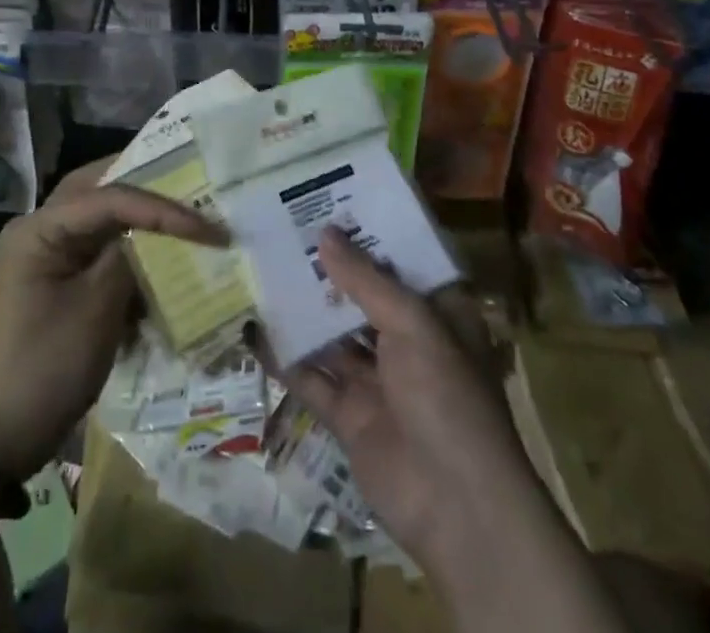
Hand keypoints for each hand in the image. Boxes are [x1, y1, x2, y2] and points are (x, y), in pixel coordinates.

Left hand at [0, 158, 226, 481]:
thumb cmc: (45, 369)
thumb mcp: (96, 311)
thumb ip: (129, 258)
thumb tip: (161, 233)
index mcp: (39, 229)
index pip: (110, 197)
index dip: (162, 208)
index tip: (207, 227)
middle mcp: (40, 229)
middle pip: (100, 190)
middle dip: (147, 189)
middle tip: (192, 187)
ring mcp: (47, 254)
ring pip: (101, 216)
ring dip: (139, 216)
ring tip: (183, 214)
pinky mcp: (58, 279)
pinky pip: (98, 246)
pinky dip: (129, 247)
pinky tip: (159, 254)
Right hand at [268, 229, 545, 581]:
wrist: (456, 508)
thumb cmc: (447, 396)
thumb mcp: (413, 324)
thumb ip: (365, 279)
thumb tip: (324, 233)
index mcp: (437, 314)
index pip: (401, 262)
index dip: (370, 234)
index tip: (333, 201)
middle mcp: (407, 341)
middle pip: (362, 295)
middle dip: (328, 268)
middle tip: (285, 228)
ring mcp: (377, 380)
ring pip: (333, 334)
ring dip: (302, 308)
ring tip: (261, 267)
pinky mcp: (349, 416)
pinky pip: (312, 378)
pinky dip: (285, 357)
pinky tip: (253, 330)